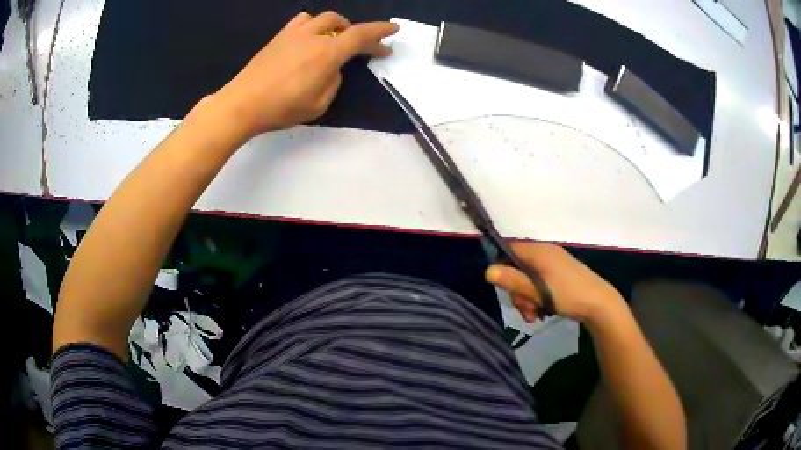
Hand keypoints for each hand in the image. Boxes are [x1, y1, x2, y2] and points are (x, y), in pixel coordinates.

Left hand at [214, 12, 398, 138]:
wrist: (243, 103)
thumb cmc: (281, 108)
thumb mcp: (319, 104)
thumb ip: (333, 82)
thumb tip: (332, 69)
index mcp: (328, 54)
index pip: (361, 35)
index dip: (380, 31)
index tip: (394, 30)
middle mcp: (314, 37)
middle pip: (344, 24)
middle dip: (359, 33)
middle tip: (365, 47)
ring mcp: (294, 33)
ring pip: (324, 18)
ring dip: (337, 26)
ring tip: (337, 39)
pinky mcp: (279, 36)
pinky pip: (302, 21)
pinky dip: (314, 25)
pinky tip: (310, 37)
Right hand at [486, 243, 625, 324]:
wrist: (599, 304)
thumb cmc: (568, 294)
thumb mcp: (538, 291)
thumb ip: (513, 281)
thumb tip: (487, 271)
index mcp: (539, 251)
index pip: (509, 250)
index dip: (502, 268)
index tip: (505, 289)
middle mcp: (545, 253)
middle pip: (517, 269)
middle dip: (517, 292)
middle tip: (525, 310)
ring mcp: (553, 265)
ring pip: (528, 280)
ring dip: (527, 299)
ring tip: (534, 316)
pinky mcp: (559, 276)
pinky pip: (539, 284)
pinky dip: (537, 298)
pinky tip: (541, 312)